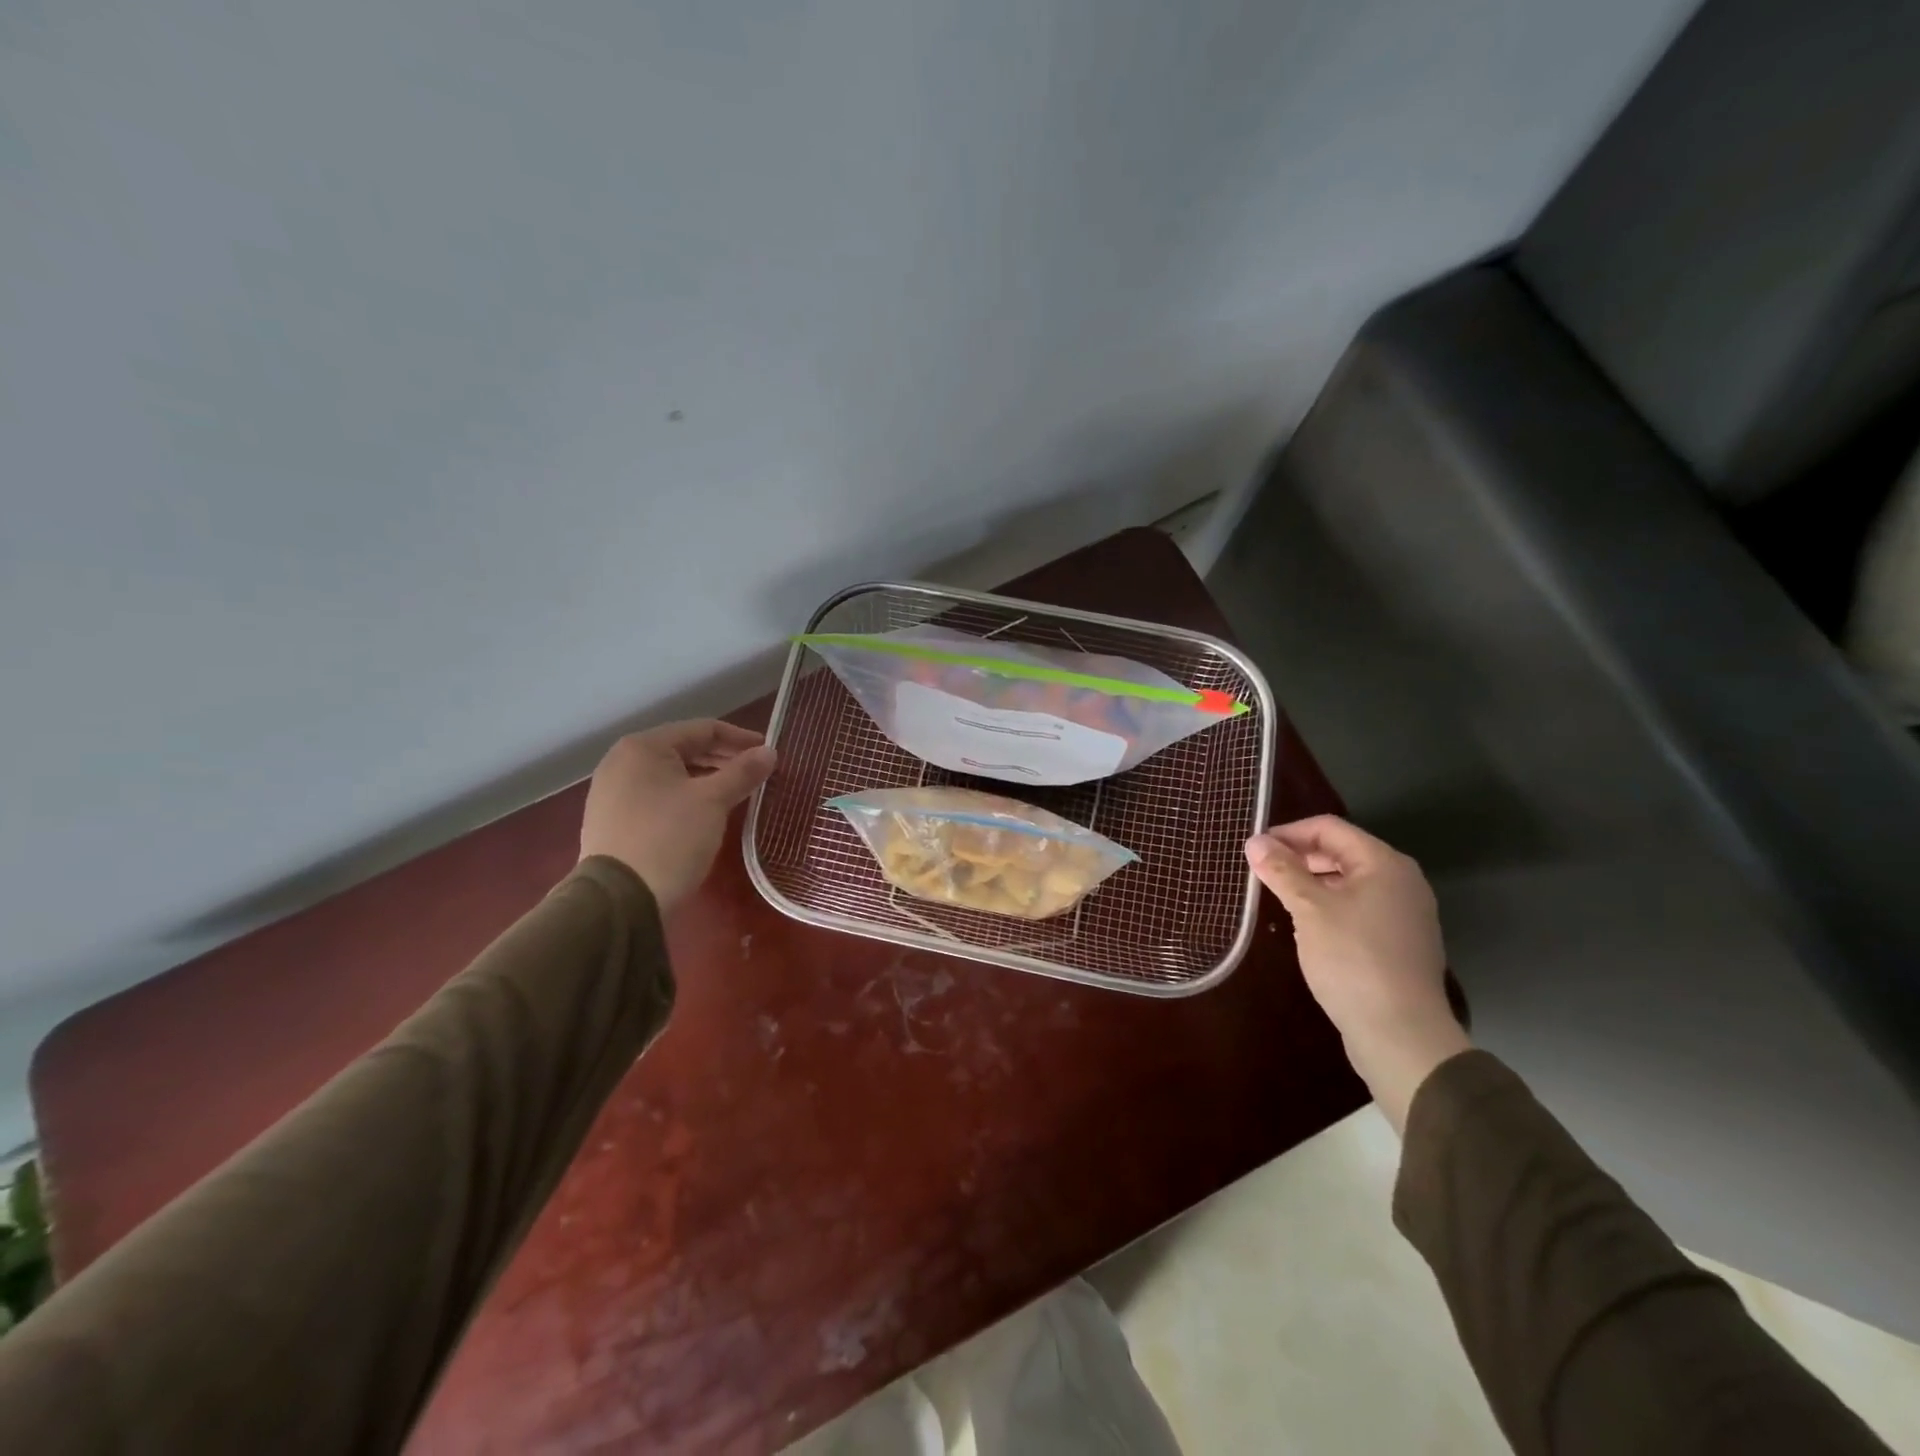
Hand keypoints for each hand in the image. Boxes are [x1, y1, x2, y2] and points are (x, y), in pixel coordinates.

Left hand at [579, 721, 776, 913]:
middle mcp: (622, 762)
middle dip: (723, 759)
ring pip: (671, 775)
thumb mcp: (713, 801)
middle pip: (685, 750)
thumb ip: (743, 772)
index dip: (739, 738)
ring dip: (706, 779)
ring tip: (736, 793)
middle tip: (756, 773)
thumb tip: (770, 752)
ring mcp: (613, 793)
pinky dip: (685, 797)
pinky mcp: (613, 821)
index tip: (768, 752)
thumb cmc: (669, 838)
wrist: (620, 901)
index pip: (702, 729)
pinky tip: (706, 814)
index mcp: (643, 747)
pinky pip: (658, 796)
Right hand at [1245, 815, 1468, 1131]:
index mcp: (1383, 863)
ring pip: (1348, 882)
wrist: (1401, 1034)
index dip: (1287, 833)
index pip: (1328, 828)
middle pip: (1341, 852)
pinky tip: (1307, 927)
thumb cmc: (1353, 960)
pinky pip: (1358, 907)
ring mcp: (1404, 912)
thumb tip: (1255, 842)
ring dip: (1311, 883)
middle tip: (1261, 873)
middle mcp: (1400, 880)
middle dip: (1298, 858)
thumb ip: (1282, 871)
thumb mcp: (1309, 910)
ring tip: (1278, 898)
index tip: (1253, 850)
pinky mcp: (1399, 941)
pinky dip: (1329, 906)